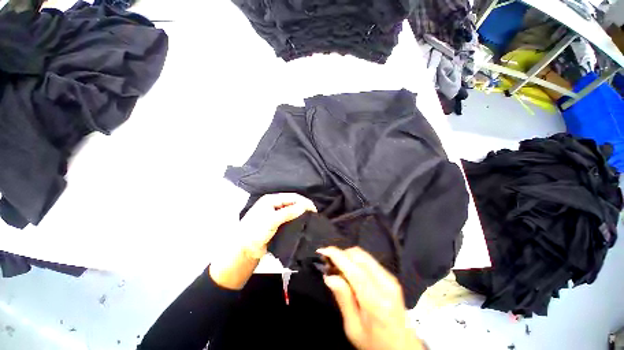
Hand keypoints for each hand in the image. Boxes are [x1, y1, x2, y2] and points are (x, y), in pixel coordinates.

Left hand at [210, 193, 316, 289]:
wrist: (245, 250)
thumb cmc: (254, 232)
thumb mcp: (271, 220)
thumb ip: (288, 213)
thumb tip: (304, 207)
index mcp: (271, 200)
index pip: (291, 197)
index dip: (303, 201)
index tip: (313, 209)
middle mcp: (274, 205)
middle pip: (292, 203)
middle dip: (303, 206)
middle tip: (313, 214)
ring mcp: (276, 215)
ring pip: (292, 211)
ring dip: (301, 213)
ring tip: (311, 219)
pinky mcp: (278, 224)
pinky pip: (290, 219)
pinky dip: (297, 220)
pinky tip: (303, 223)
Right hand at [318, 247, 424, 349]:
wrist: (403, 348)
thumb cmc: (375, 344)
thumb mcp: (354, 328)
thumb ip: (343, 299)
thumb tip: (329, 276)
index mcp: (376, 300)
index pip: (353, 268)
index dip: (336, 255)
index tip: (322, 251)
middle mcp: (385, 283)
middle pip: (358, 255)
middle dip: (341, 254)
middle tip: (329, 264)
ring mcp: (390, 278)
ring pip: (363, 254)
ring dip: (347, 256)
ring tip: (338, 267)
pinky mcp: (391, 277)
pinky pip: (369, 260)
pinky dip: (356, 260)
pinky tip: (350, 271)